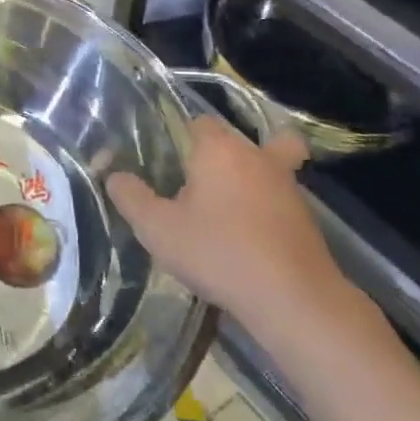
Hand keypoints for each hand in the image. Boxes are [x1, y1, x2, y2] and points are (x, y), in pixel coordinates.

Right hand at [108, 116, 359, 350]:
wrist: (293, 298)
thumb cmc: (218, 252)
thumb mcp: (157, 228)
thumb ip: (131, 197)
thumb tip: (114, 175)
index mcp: (218, 149)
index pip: (198, 121)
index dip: (180, 136)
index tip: (166, 162)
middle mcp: (256, 156)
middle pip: (235, 141)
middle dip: (219, 155)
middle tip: (195, 183)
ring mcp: (287, 185)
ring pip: (265, 165)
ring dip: (248, 178)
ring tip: (222, 209)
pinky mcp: (305, 217)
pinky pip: (279, 198)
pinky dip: (265, 208)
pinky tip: (247, 234)